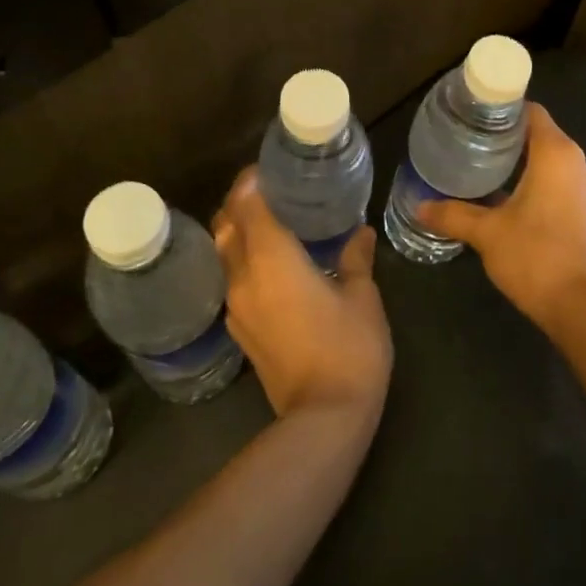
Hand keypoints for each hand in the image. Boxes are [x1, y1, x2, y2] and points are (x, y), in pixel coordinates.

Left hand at [213, 169, 392, 420]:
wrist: (324, 417)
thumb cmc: (349, 347)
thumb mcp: (362, 297)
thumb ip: (356, 259)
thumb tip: (360, 232)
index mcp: (272, 259)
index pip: (247, 205)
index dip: (252, 181)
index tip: (268, 168)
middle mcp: (244, 278)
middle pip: (225, 226)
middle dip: (240, 203)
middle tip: (271, 192)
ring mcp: (236, 308)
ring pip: (224, 255)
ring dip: (238, 233)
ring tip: (271, 225)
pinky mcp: (240, 332)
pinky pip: (232, 281)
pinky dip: (243, 262)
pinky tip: (271, 267)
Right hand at [415, 102, 585, 328]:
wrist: (583, 307)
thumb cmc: (536, 256)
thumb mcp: (487, 233)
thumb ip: (453, 215)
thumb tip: (419, 206)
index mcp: (557, 154)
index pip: (531, 112)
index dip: (503, 111)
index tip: (474, 117)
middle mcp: (579, 164)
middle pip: (540, 137)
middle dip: (507, 140)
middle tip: (470, 146)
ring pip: (551, 164)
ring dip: (523, 166)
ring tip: (486, 173)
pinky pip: (561, 187)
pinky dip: (538, 187)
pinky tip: (510, 203)